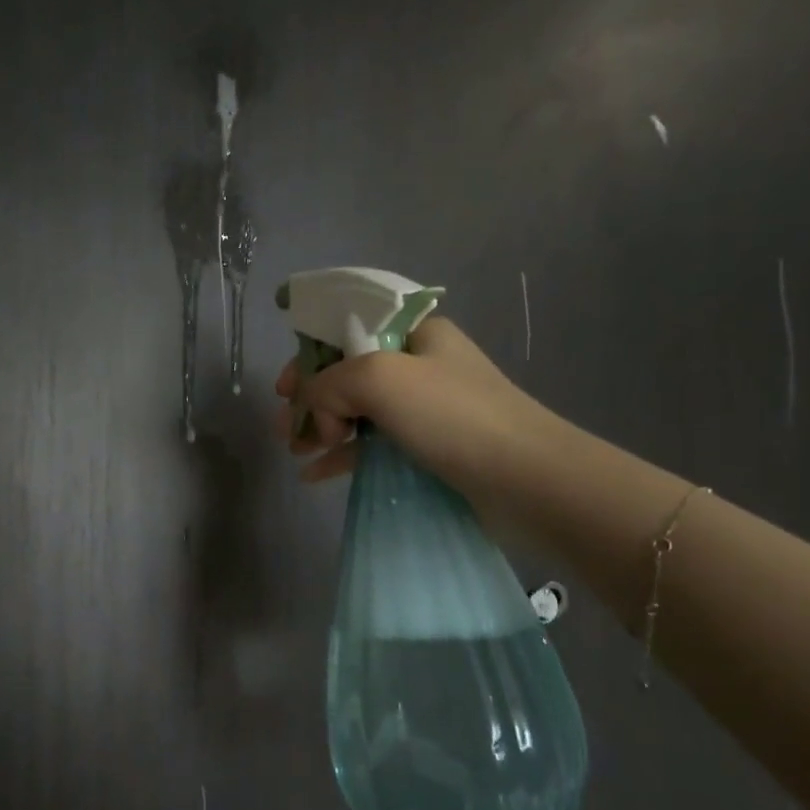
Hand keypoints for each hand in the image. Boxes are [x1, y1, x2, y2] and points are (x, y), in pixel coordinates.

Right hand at [274, 315, 553, 507]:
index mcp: (414, 333)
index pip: (346, 330)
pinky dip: (341, 455)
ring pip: (356, 410)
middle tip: (284, 426)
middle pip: (346, 372)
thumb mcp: (379, 378)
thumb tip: (315, 411)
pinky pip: (371, 445)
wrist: (526, 480)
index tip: (284, 387)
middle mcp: (418, 365)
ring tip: (295, 451)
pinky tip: (313, 474)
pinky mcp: (426, 449)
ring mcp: (424, 409)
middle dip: (310, 397)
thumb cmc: (452, 416)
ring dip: (321, 427)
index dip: (309, 354)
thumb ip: (328, 382)